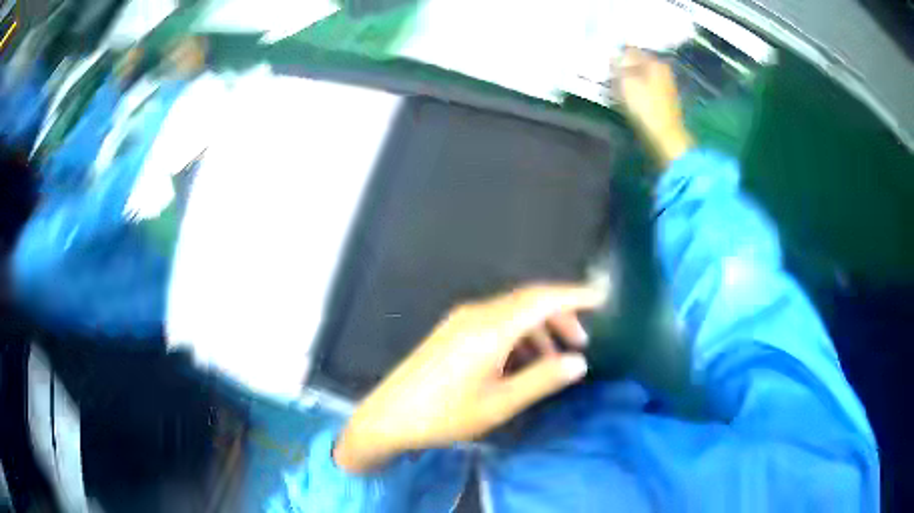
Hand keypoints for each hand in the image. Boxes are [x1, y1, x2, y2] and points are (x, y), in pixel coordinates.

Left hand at [333, 284, 605, 472]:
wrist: (389, 416)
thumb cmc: (445, 414)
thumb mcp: (500, 403)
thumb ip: (543, 379)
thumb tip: (579, 362)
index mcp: (490, 328)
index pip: (542, 299)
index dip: (574, 294)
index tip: (601, 296)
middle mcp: (476, 314)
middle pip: (528, 302)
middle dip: (560, 316)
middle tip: (581, 342)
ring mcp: (460, 321)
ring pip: (512, 313)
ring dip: (538, 329)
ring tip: (555, 358)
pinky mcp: (452, 333)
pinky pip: (495, 324)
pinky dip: (517, 336)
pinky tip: (523, 362)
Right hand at [617, 47, 693, 165]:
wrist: (664, 138)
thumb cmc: (645, 107)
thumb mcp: (627, 81)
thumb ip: (620, 64)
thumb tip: (616, 53)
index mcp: (655, 61)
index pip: (631, 49)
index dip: (617, 54)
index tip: (607, 62)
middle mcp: (663, 69)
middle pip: (638, 62)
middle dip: (624, 67)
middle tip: (610, 75)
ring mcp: (666, 85)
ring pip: (641, 75)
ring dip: (629, 79)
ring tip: (617, 87)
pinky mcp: (665, 100)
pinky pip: (646, 88)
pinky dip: (637, 90)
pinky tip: (629, 98)